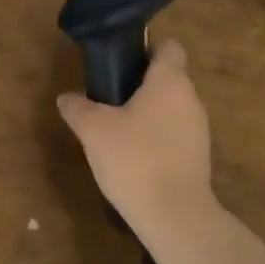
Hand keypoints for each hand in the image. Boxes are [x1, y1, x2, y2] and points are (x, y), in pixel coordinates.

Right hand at [56, 39, 219, 249]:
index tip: (121, 60)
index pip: (168, 47)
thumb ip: (77, 108)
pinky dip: (156, 136)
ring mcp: (198, 129)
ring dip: (148, 111)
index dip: (146, 47)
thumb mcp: (93, 130)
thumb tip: (66, 98)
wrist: (174, 216)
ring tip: (116, 128)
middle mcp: (190, 99)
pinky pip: (175, 133)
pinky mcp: (198, 156)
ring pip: (171, 107)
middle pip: (168, 77)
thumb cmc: (134, 159)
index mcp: (169, 81)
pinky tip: (133, 155)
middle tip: (108, 96)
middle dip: (140, 83)